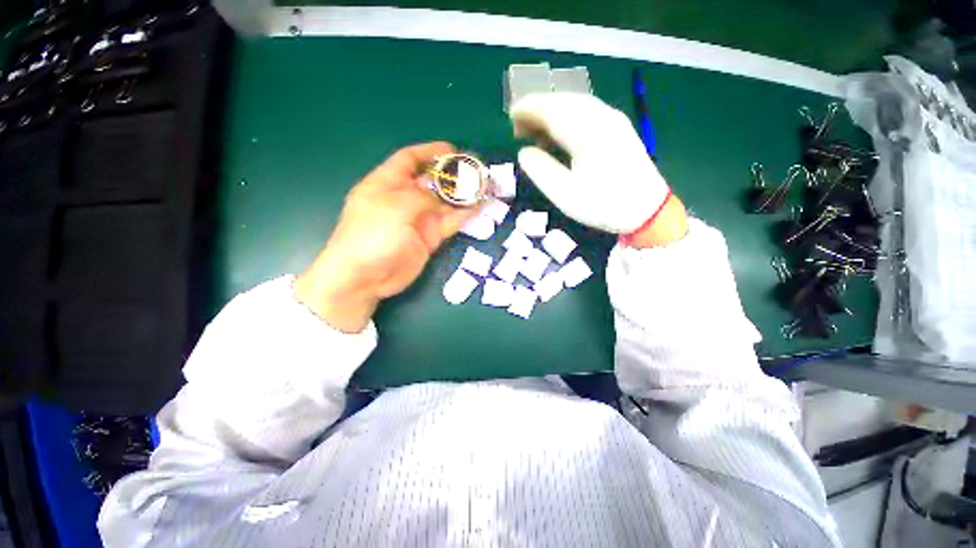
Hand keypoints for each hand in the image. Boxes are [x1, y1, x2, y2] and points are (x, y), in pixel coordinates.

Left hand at [294, 142, 476, 332]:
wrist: (366, 277)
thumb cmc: (372, 235)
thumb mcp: (395, 207)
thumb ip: (421, 195)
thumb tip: (441, 193)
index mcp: (387, 183)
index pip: (409, 159)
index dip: (429, 152)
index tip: (452, 150)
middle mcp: (404, 199)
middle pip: (431, 181)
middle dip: (452, 175)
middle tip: (475, 171)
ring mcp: (418, 220)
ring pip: (444, 203)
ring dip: (462, 197)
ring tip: (482, 189)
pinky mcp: (428, 238)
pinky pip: (448, 223)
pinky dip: (462, 216)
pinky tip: (477, 209)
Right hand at [510, 93, 684, 243]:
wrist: (647, 210)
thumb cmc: (603, 204)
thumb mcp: (564, 194)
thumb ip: (540, 170)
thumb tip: (524, 152)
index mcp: (586, 132)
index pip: (551, 108)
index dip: (528, 108)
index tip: (510, 117)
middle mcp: (600, 117)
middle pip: (563, 101)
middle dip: (538, 109)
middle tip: (519, 128)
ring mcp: (613, 120)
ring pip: (576, 104)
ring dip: (552, 112)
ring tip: (536, 131)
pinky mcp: (619, 128)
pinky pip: (587, 112)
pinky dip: (567, 117)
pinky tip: (561, 134)